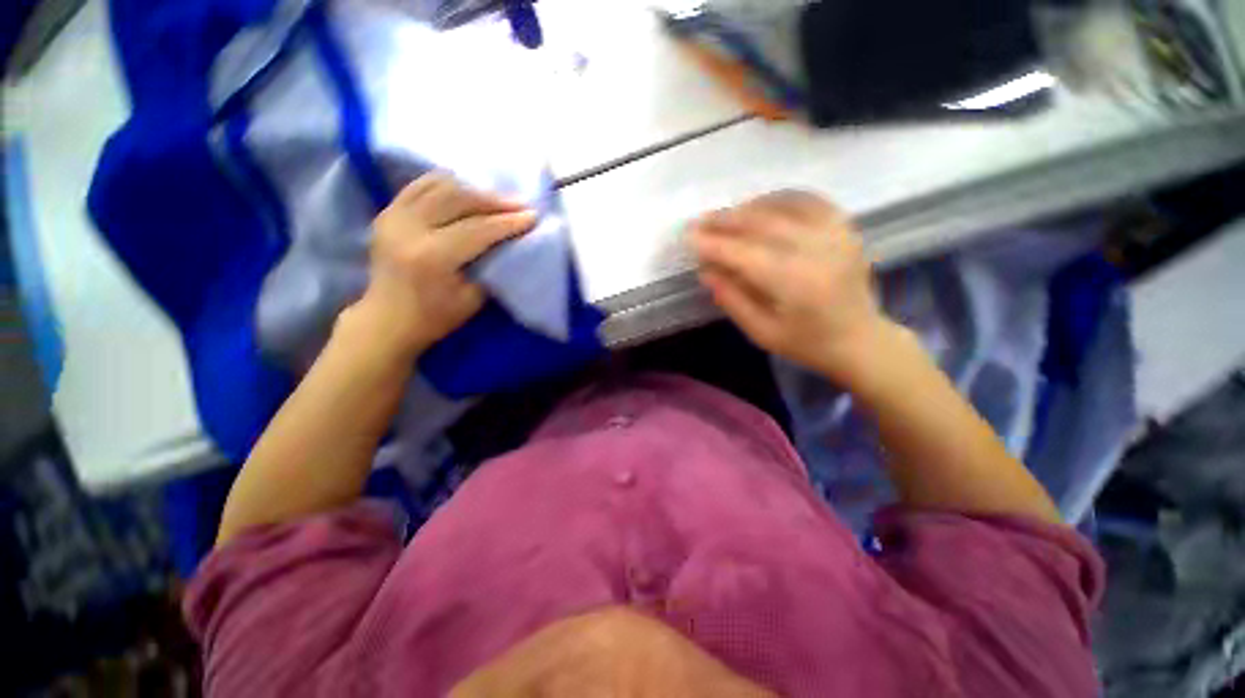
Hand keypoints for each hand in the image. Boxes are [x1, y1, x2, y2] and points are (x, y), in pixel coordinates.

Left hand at [349, 173, 536, 358]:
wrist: (387, 320)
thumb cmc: (435, 317)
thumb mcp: (473, 299)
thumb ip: (491, 266)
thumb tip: (510, 242)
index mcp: (431, 256)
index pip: (477, 229)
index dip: (508, 221)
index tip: (533, 216)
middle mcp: (409, 228)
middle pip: (459, 199)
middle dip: (495, 200)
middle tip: (521, 203)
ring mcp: (393, 216)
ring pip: (440, 186)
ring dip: (473, 190)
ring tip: (497, 198)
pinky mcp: (387, 212)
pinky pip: (421, 186)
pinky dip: (447, 185)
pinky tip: (466, 191)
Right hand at [690, 191, 893, 381]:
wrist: (861, 340)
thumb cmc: (807, 344)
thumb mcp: (761, 333)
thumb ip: (731, 299)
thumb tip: (705, 271)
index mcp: (795, 284)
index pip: (744, 253)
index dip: (713, 243)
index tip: (688, 237)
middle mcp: (818, 250)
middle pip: (762, 223)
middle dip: (724, 220)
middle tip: (699, 222)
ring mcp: (836, 234)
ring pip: (783, 206)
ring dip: (748, 207)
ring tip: (724, 216)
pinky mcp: (845, 228)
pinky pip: (808, 200)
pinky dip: (780, 198)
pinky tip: (762, 205)